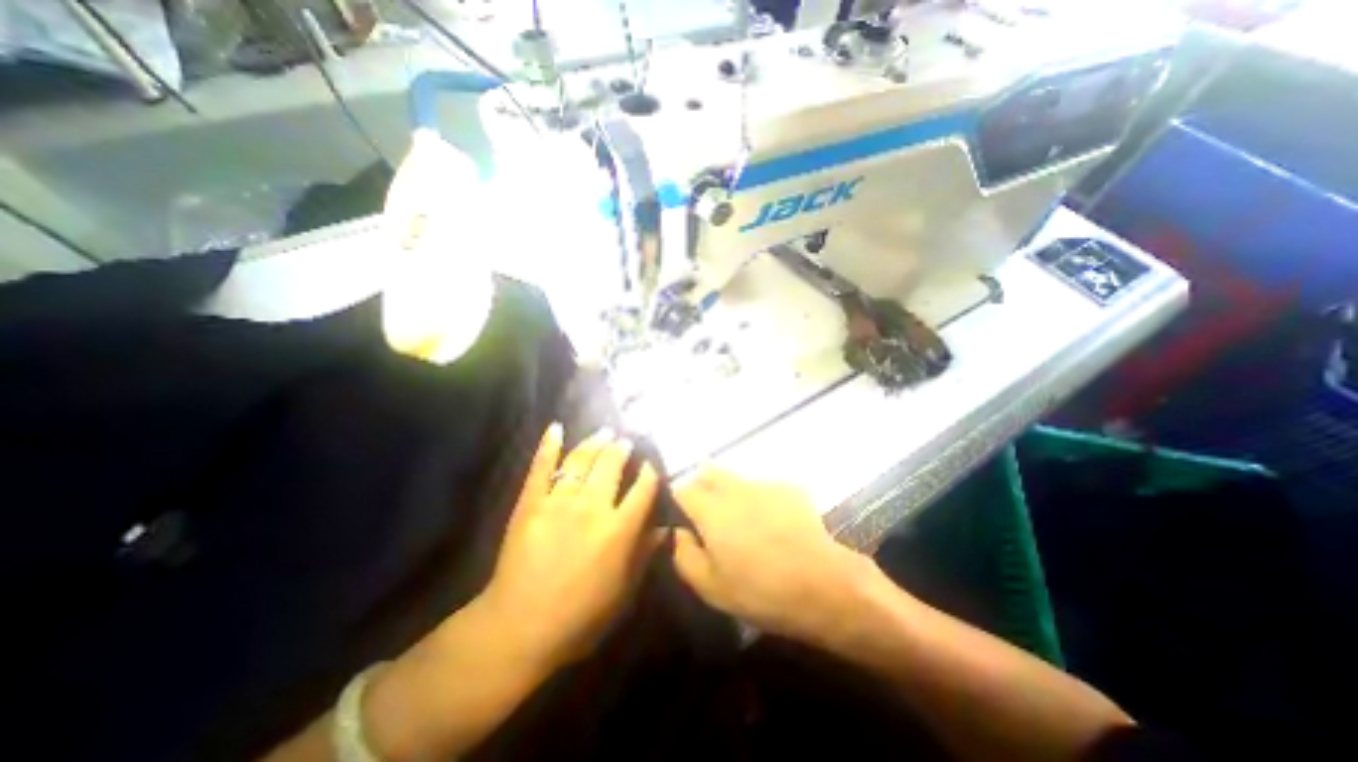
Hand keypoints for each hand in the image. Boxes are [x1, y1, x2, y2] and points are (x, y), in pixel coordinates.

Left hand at [481, 425, 663, 668]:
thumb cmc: (580, 616)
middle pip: (612, 465)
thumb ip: (645, 556)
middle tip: (626, 441)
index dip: (650, 473)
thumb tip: (666, 529)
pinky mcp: (530, 502)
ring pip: (581, 460)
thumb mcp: (623, 593)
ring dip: (595, 442)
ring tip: (604, 432)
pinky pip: (541, 467)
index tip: (651, 464)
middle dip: (622, 449)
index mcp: (619, 530)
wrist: (519, 627)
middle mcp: (592, 507)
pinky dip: (548, 446)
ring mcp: (559, 501)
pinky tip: (556, 428)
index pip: (643, 489)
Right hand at [669, 466, 880, 645]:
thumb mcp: (710, 587)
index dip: (678, 501)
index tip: (684, 518)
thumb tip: (679, 532)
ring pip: (736, 478)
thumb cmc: (760, 591)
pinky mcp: (789, 488)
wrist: (823, 585)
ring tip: (745, 523)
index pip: (682, 488)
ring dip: (731, 492)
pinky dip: (759, 499)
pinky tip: (774, 524)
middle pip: (707, 471)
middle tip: (709, 516)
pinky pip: (763, 486)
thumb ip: (684, 555)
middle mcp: (734, 488)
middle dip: (701, 486)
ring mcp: (764, 484)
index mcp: (711, 509)